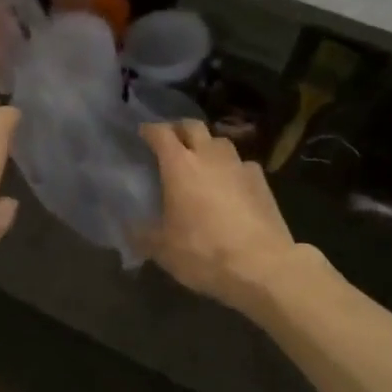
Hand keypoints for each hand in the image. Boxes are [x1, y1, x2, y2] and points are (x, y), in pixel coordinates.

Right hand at [141, 120, 302, 311]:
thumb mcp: (164, 250)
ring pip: (220, 141)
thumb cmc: (204, 252)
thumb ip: (143, 235)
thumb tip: (128, 228)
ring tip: (202, 161)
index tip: (143, 133)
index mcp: (180, 165)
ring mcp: (239, 165)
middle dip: (180, 129)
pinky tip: (231, 184)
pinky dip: (232, 168)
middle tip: (172, 142)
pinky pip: (242, 164)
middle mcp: (209, 156)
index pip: (161, 133)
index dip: (150, 130)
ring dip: (208, 145)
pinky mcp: (261, 180)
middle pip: (193, 126)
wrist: (262, 265)